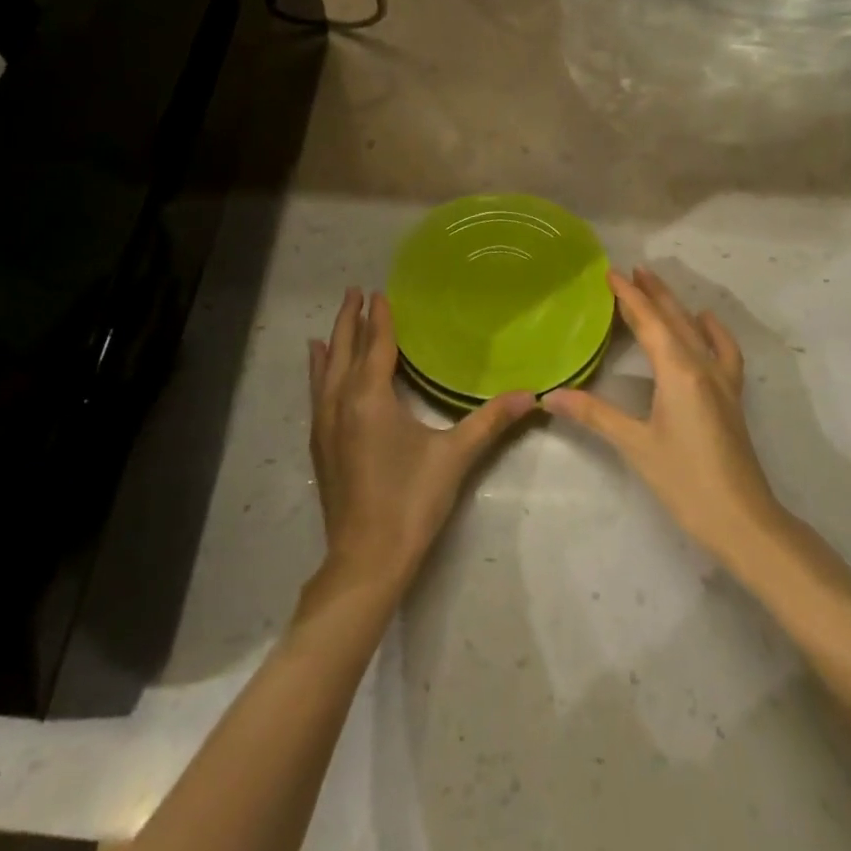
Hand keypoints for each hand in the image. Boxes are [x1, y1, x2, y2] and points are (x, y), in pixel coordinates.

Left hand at [308, 288, 534, 602]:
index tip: (378, 292)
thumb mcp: (455, 457)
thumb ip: (491, 421)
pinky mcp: (320, 445)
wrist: (366, 559)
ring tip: (333, 324)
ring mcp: (325, 424)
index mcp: (370, 398)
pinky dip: (319, 372)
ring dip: (332, 343)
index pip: (375, 345)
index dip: (379, 317)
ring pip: (325, 371)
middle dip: (349, 320)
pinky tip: (319, 371)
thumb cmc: (411, 501)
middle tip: (355, 291)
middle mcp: (340, 402)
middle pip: (344, 350)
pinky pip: (317, 393)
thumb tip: (533, 395)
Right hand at [546, 268, 781, 566]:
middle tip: (631, 269)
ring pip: (696, 330)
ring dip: (676, 306)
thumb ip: (594, 415)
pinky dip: (712, 331)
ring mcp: (721, 380)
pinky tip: (706, 323)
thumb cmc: (685, 481)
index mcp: (678, 371)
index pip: (649, 322)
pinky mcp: (730, 397)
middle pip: (674, 318)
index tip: (611, 272)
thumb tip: (550, 396)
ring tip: (658, 287)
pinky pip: (723, 351)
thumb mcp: (635, 445)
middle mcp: (702, 366)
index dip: (629, 296)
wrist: (742, 520)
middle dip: (652, 293)